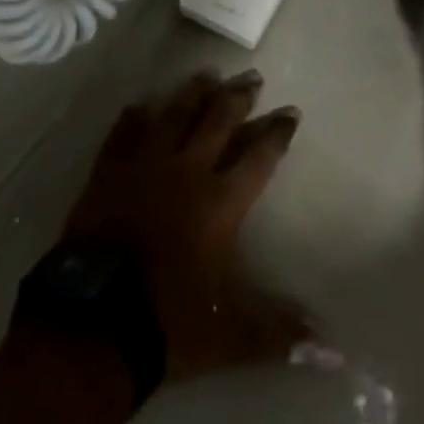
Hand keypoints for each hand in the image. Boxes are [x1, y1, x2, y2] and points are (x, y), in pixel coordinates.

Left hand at [61, 69, 307, 382]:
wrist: (92, 324)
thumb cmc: (167, 323)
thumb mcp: (230, 335)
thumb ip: (279, 332)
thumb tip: (332, 350)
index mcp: (219, 203)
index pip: (258, 158)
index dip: (276, 133)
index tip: (291, 112)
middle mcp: (186, 171)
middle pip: (218, 121)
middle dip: (239, 97)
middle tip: (252, 77)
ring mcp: (144, 167)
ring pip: (174, 115)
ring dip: (193, 93)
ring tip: (208, 73)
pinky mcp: (107, 174)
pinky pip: (123, 135)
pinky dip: (133, 119)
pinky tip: (139, 104)